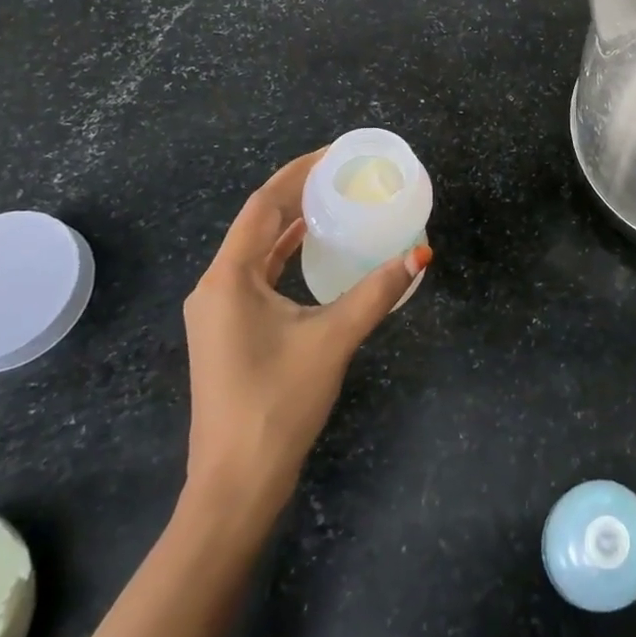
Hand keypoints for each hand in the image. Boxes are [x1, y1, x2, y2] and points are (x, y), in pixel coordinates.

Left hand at [180, 150, 430, 516]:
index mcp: (229, 278)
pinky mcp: (228, 331)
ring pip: (256, 249)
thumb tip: (419, 253)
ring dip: (291, 222)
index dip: (298, 172)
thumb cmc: (278, 403)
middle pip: (258, 222)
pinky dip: (284, 253)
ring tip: (333, 200)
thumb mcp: (333, 339)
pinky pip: (257, 274)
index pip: (263, 205)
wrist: (235, 483)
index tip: (334, 153)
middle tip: (342, 173)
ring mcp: (218, 311)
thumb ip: (377, 292)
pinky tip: (311, 249)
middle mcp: (216, 286)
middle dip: (297, 192)